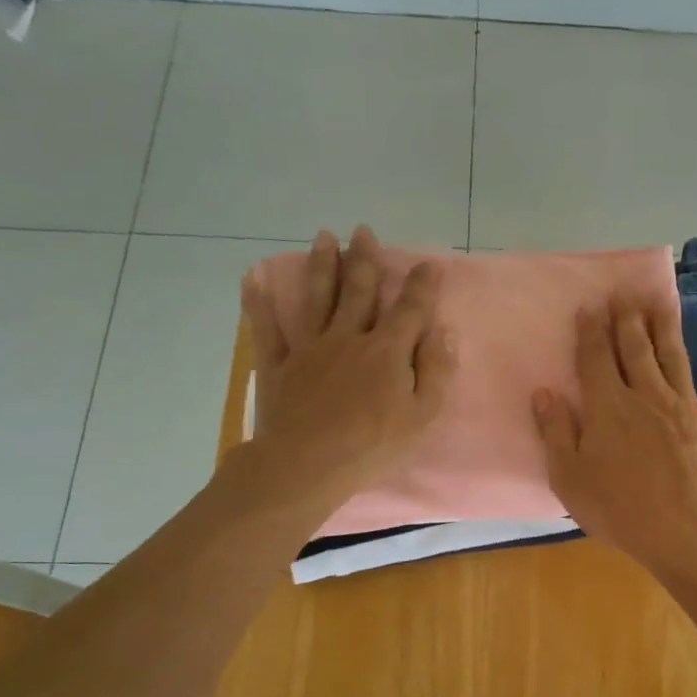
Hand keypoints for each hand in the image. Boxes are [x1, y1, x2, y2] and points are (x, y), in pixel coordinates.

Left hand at [240, 226, 454, 507]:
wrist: (307, 465)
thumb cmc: (372, 445)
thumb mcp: (422, 416)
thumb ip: (436, 370)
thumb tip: (444, 331)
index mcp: (386, 351)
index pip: (410, 310)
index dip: (422, 286)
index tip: (429, 263)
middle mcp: (348, 338)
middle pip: (359, 292)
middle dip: (364, 260)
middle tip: (363, 232)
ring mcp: (309, 348)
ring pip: (317, 298)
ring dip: (323, 266)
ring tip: (324, 238)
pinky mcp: (278, 365)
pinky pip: (267, 329)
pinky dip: (259, 303)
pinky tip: (253, 279)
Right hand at [532, 299, 696, 570]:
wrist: (685, 531)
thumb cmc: (619, 509)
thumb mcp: (570, 477)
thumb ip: (556, 432)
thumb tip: (543, 392)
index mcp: (609, 407)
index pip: (596, 359)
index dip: (592, 331)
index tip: (590, 306)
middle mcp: (647, 396)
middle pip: (636, 350)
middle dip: (627, 320)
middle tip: (625, 294)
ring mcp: (688, 406)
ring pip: (676, 358)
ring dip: (668, 328)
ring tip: (663, 302)